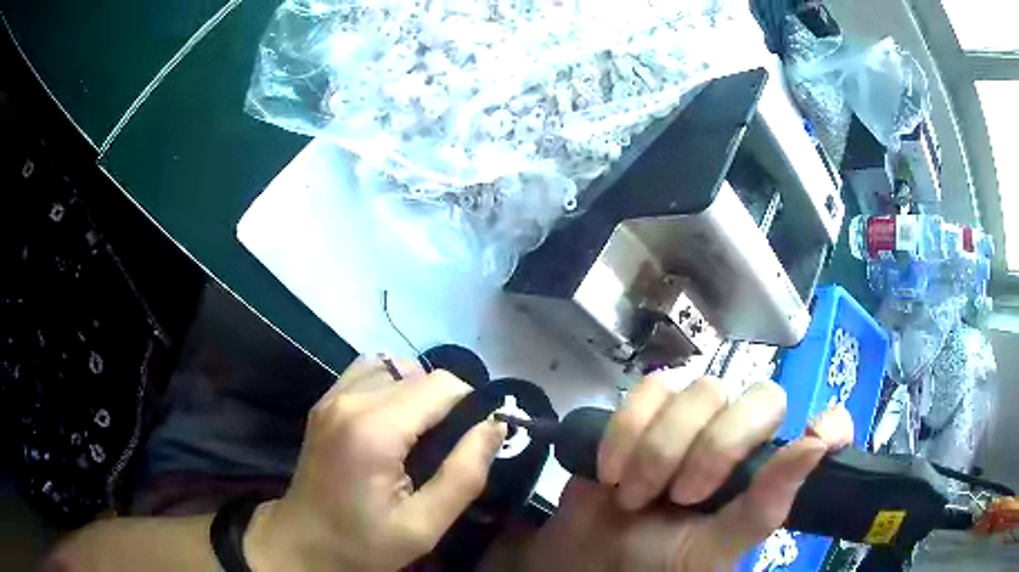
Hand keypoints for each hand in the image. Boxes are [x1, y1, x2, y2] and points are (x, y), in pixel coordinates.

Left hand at [244, 355, 506, 571]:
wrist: (302, 544)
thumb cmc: (363, 543)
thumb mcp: (423, 525)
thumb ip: (464, 475)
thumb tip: (495, 426)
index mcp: (374, 430)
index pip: (443, 386)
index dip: (471, 407)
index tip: (477, 440)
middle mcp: (350, 399)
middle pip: (421, 374)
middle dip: (448, 403)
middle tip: (452, 446)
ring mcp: (332, 396)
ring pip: (396, 367)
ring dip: (419, 392)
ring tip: (424, 433)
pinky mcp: (325, 401)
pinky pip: (369, 372)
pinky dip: (392, 386)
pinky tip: (395, 421)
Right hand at [527, 372, 852, 570]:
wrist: (588, 559)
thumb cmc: (658, 563)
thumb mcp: (717, 548)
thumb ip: (765, 507)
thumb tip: (816, 446)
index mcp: (766, 475)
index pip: (823, 428)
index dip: (831, 423)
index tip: (819, 438)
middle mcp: (741, 440)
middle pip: (760, 397)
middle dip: (717, 447)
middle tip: (683, 496)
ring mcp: (695, 420)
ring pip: (702, 390)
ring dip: (661, 449)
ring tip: (636, 496)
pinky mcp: (647, 411)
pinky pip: (650, 389)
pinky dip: (627, 432)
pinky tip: (613, 471)